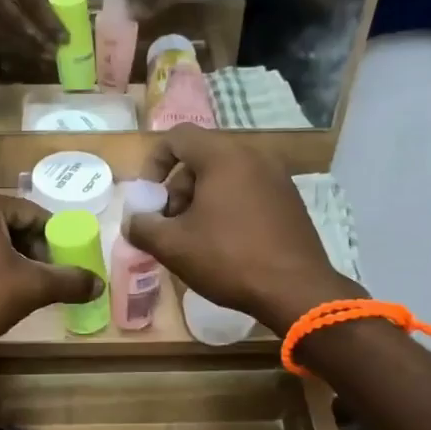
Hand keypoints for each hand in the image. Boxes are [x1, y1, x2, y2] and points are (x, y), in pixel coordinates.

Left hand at [0, 190, 101, 357]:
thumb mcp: (31, 288)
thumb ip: (69, 281)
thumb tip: (99, 284)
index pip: (33, 214)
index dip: (54, 240)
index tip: (64, 266)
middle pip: (10, 224)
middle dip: (32, 250)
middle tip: (46, 279)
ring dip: (10, 259)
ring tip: (23, 288)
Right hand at [122, 126, 362, 333]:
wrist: (297, 291)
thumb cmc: (229, 259)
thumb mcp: (172, 246)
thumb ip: (142, 227)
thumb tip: (133, 221)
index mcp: (224, 156)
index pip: (177, 137)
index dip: (154, 163)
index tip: (148, 198)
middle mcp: (254, 155)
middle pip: (201, 158)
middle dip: (177, 189)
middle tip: (170, 225)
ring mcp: (277, 177)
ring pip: (225, 176)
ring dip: (201, 200)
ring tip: (195, 239)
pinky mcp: (290, 200)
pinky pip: (248, 190)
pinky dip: (228, 206)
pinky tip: (225, 244)